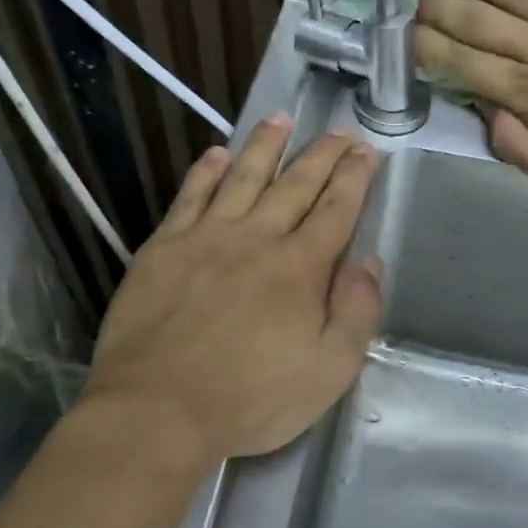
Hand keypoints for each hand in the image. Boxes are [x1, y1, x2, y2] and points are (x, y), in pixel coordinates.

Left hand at [84, 114, 383, 463]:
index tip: (366, 151)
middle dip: (321, 155)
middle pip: (295, 185)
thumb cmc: (250, 399)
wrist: (158, 408)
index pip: (336, 210)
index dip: (354, 178)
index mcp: (299, 268)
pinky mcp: (163, 248)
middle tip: (338, 131)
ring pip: (242, 177)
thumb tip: (369, 263)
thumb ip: (356, 313)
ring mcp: (205, 238)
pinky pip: (190, 196)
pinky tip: (216, 154)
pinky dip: (206, 172)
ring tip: (282, 118)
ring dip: (265, 146)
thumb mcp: (328, 372)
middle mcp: (256, 239)